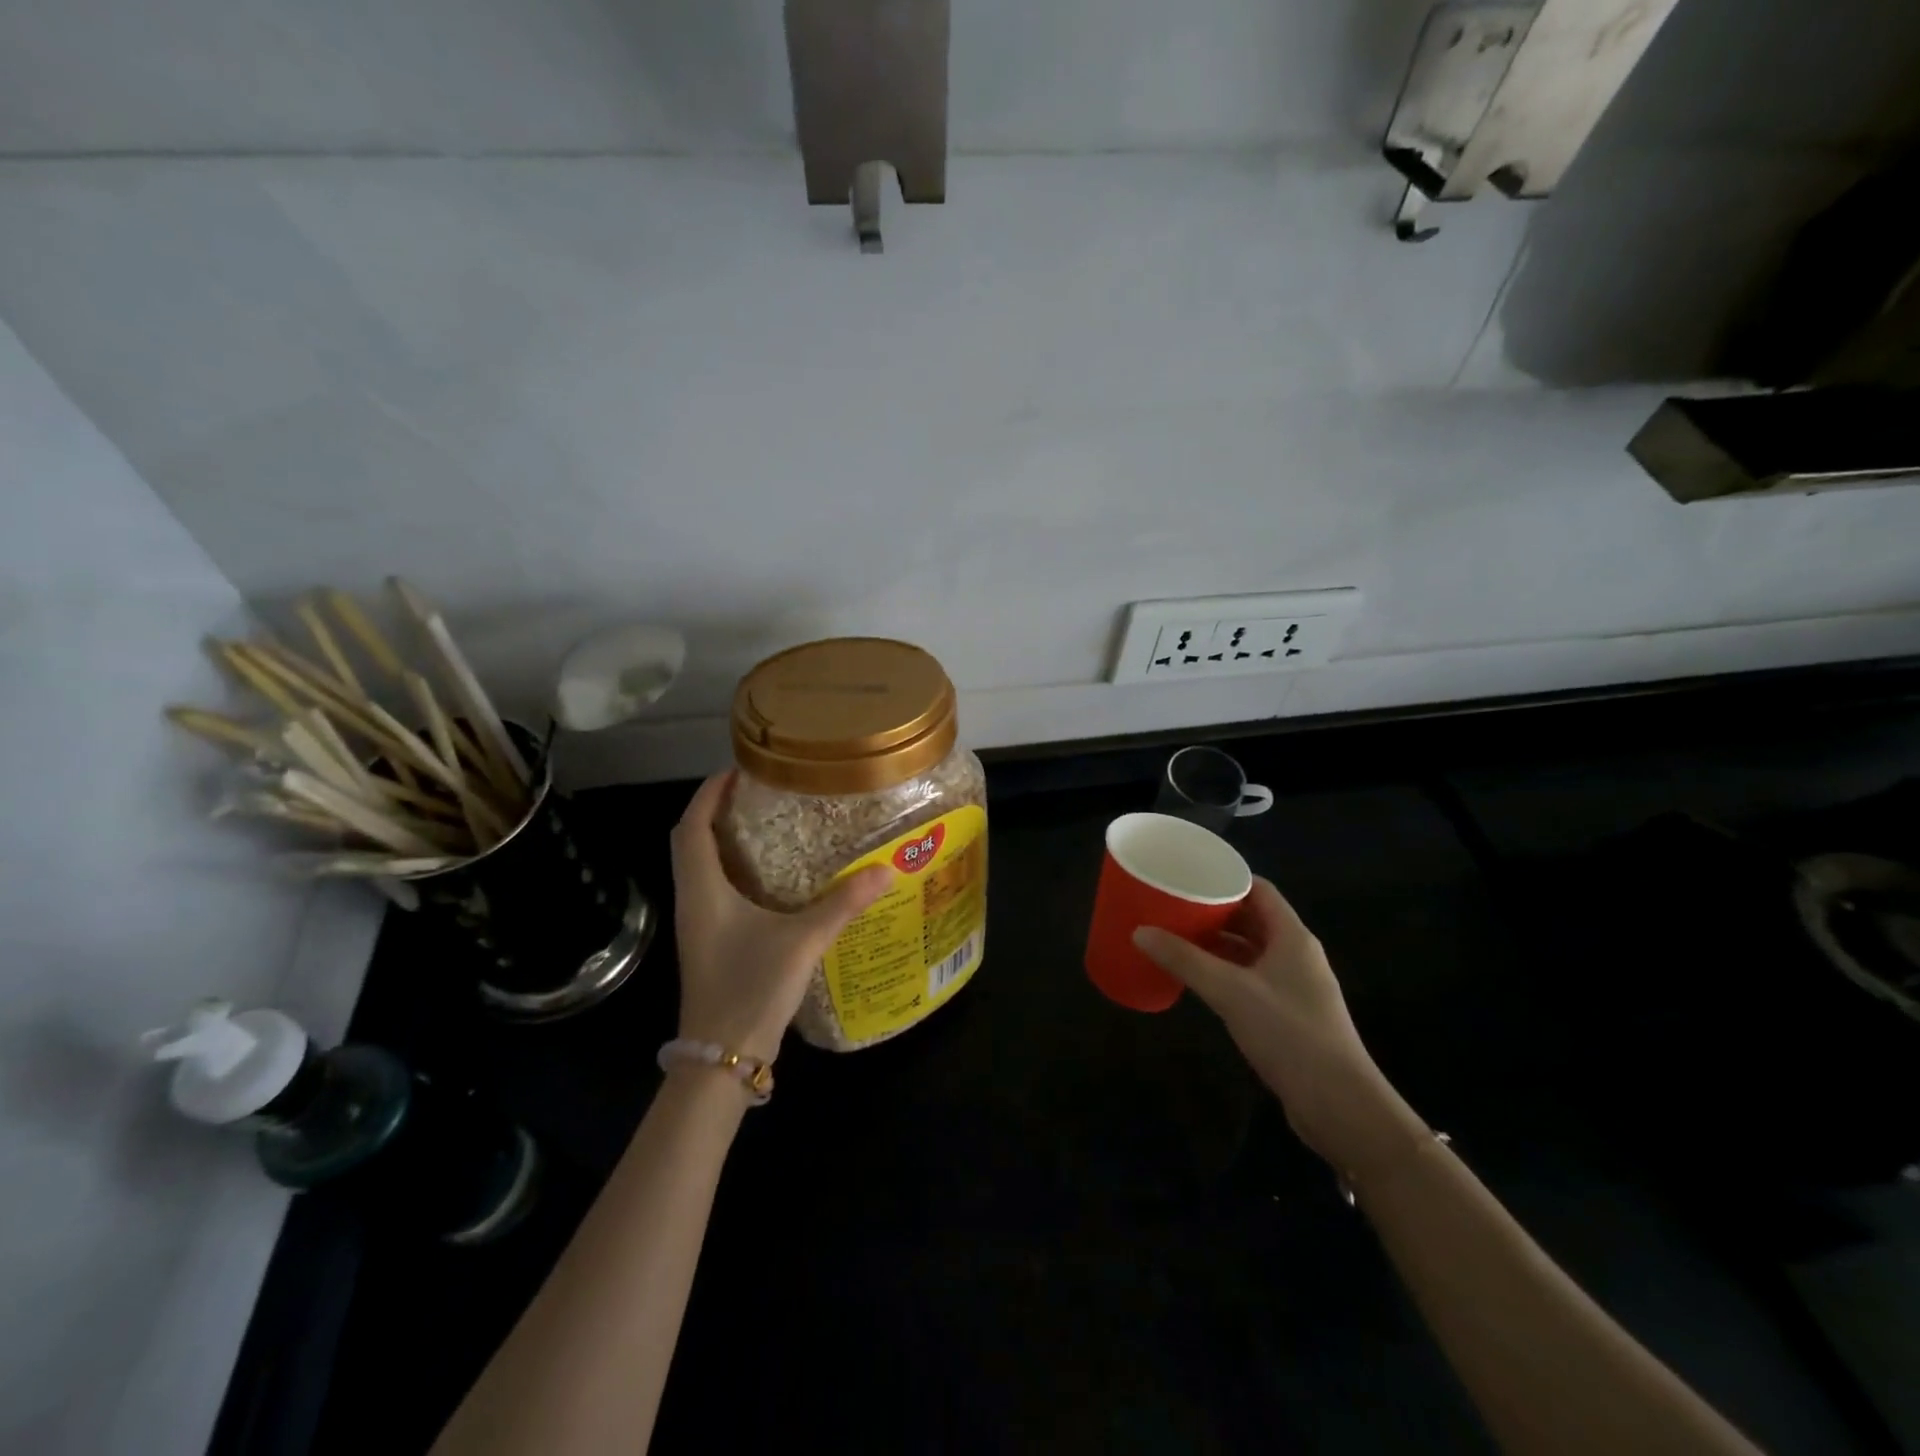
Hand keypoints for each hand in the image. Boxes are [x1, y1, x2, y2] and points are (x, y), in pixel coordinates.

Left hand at [669, 771, 891, 1063]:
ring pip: (703, 868)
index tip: (738, 770)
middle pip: (692, 843)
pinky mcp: (711, 943)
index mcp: (703, 890)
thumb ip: (842, 904)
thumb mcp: (802, 942)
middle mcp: (695, 901)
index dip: (709, 794)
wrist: (720, 1058)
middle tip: (758, 794)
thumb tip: (886, 870)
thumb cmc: (750, 990)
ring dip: (725, 841)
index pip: (692, 827)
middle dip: (716, 811)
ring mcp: (700, 925)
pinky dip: (735, 870)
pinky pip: (716, 891)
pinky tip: (773, 878)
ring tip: (768, 825)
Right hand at [1133, 878, 1409, 1170]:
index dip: (1225, 878)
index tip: (1188, 875)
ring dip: (1217, 942)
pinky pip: (1250, 977)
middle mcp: (1296, 954)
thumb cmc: (1290, 1034)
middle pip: (1252, 918)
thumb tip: (1140, 932)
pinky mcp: (1288, 1013)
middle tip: (1173, 904)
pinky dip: (1224, 970)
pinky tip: (1197, 977)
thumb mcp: (1230, 992)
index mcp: (1292, 936)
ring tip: (1176, 935)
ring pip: (1250, 950)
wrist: (1340, 1106)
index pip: (1259, 889)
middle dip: (1214, 910)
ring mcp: (1294, 985)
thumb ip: (1185, 960)